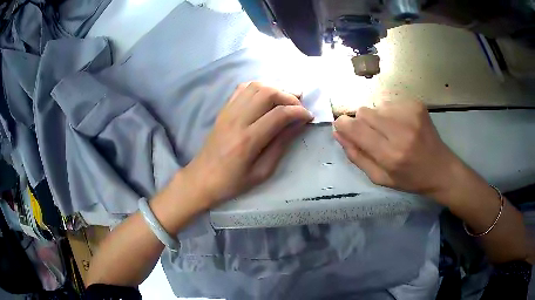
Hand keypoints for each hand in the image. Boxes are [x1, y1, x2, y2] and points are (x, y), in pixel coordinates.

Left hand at [184, 82, 312, 207]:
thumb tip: (298, 124)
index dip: (299, 111)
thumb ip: (281, 145)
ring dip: (274, 88)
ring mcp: (228, 112)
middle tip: (298, 106)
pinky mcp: (223, 110)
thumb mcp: (262, 172)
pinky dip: (258, 87)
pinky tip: (266, 96)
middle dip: (288, 95)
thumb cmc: (232, 182)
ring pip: (255, 86)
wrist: (202, 178)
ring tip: (285, 99)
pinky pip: (242, 89)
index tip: (308, 116)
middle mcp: (237, 120)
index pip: (279, 114)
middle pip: (267, 92)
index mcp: (248, 140)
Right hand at [333, 99, 461, 198]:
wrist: (441, 168)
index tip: (342, 127)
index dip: (343, 125)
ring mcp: (411, 114)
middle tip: (375, 135)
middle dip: (362, 122)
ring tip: (392, 131)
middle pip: (364, 112)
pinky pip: (391, 102)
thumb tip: (338, 133)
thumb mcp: (380, 178)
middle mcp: (400, 130)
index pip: (355, 128)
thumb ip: (356, 156)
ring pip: (377, 106)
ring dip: (379, 118)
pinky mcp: (417, 105)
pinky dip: (391, 112)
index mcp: (390, 154)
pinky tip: (402, 125)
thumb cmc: (410, 178)